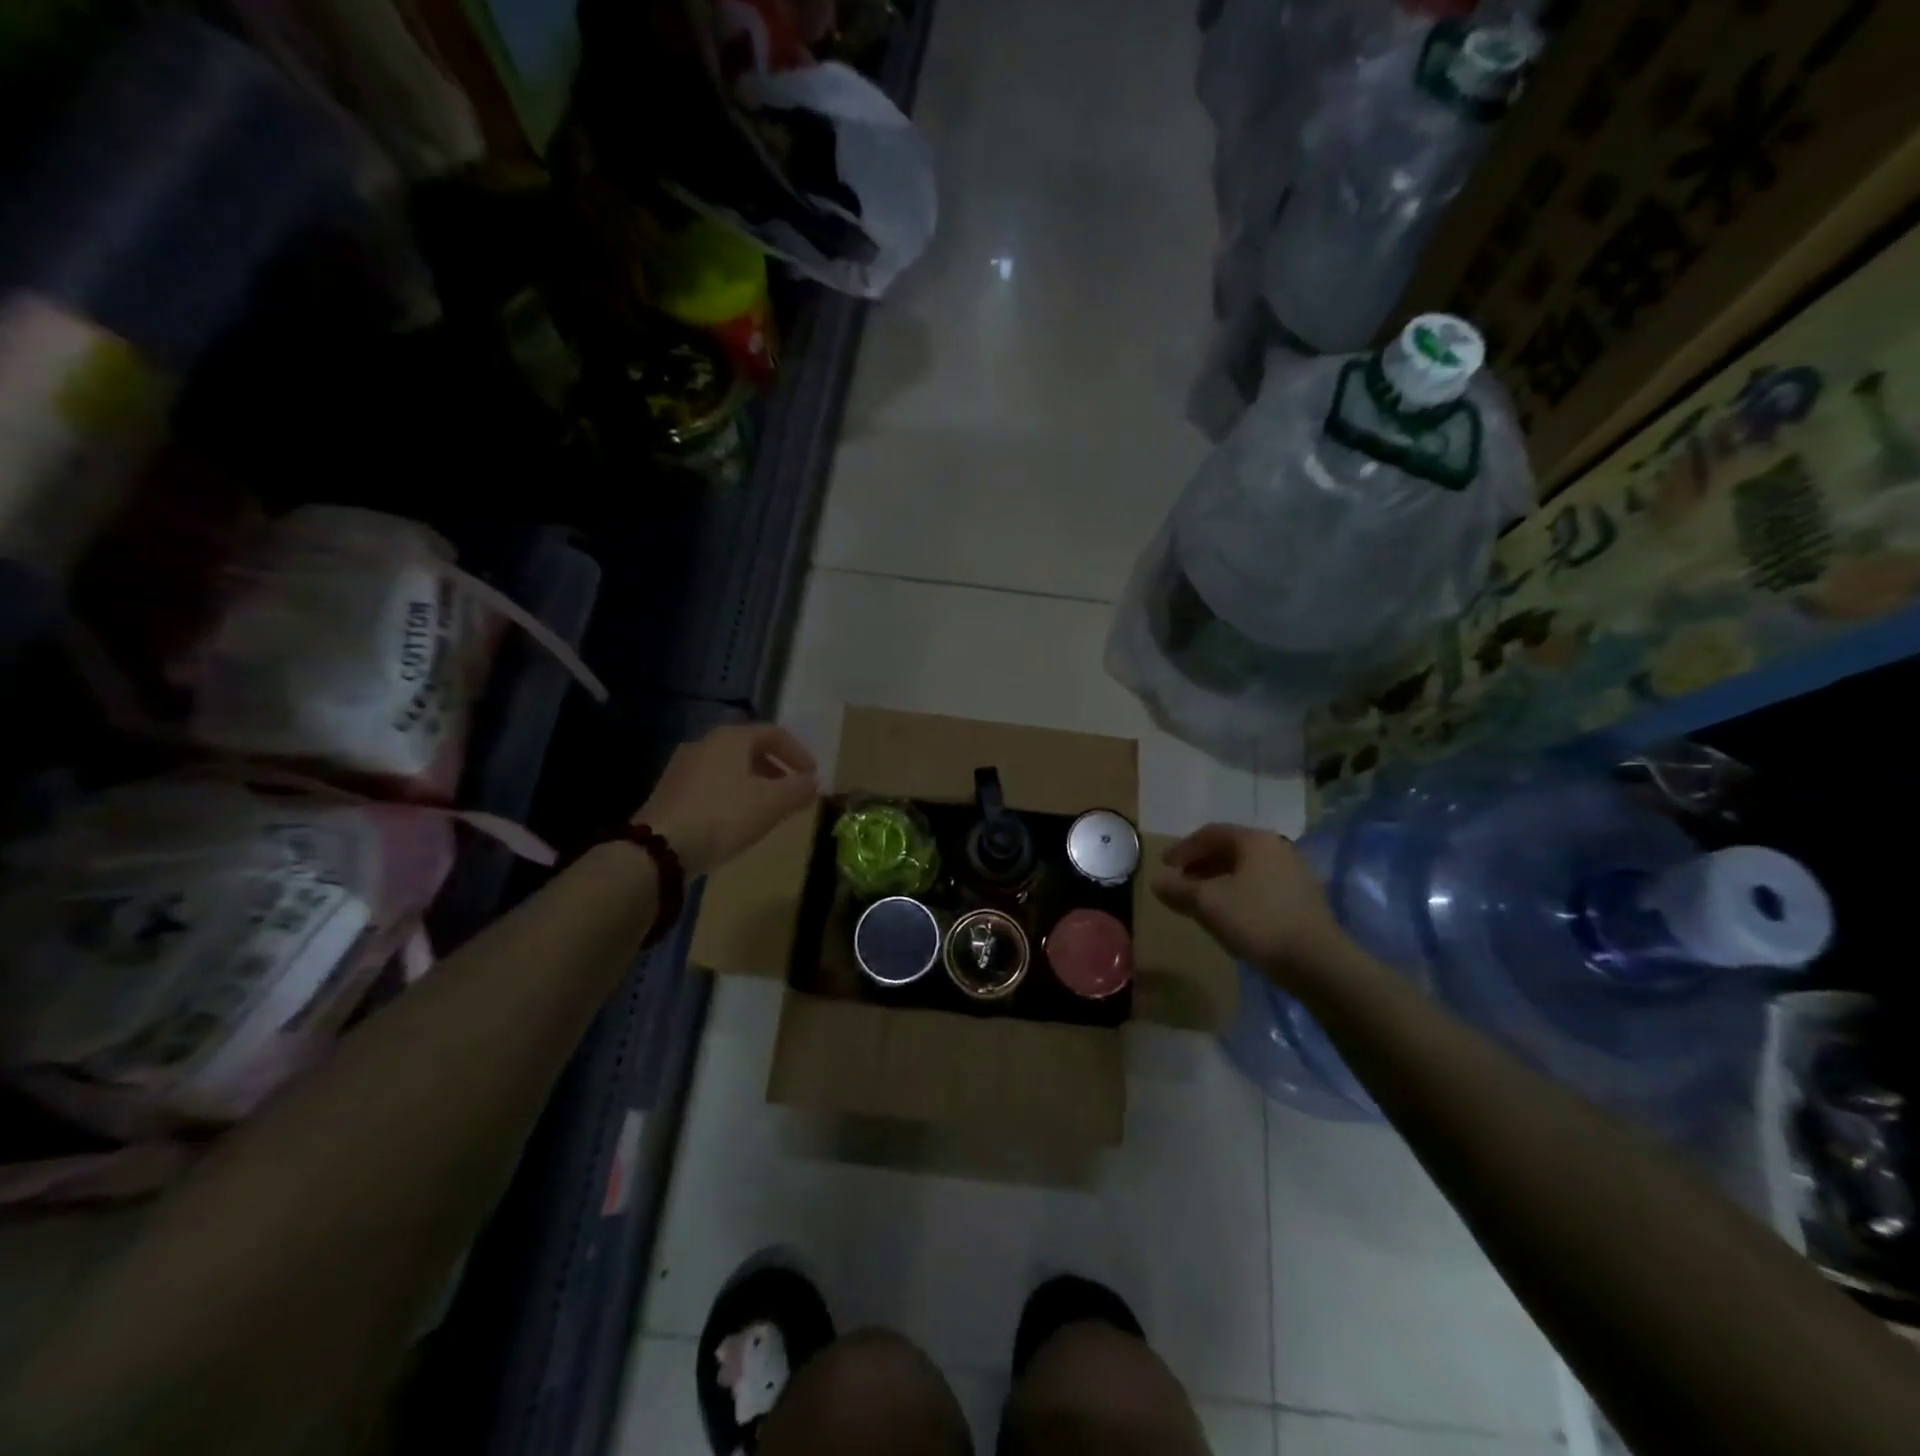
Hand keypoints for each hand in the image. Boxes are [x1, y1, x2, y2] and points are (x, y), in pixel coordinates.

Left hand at [637, 724, 819, 877]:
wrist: (659, 848)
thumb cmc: (722, 816)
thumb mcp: (771, 803)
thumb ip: (798, 789)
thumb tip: (813, 782)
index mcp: (730, 738)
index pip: (774, 733)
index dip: (798, 752)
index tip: (813, 775)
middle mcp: (704, 744)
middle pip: (749, 749)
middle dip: (776, 769)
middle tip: (793, 790)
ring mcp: (682, 768)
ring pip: (729, 768)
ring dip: (754, 783)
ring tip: (768, 808)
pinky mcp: (669, 792)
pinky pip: (711, 785)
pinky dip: (732, 795)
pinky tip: (737, 820)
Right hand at [1151, 824, 1348, 982]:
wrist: (1317, 961)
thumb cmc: (1258, 921)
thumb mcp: (1208, 904)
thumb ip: (1178, 890)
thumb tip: (1157, 882)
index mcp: (1255, 840)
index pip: (1210, 834)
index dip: (1183, 848)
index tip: (1164, 865)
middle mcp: (1277, 848)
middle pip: (1230, 848)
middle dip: (1201, 864)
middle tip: (1180, 881)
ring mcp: (1294, 872)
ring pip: (1246, 868)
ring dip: (1219, 879)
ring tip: (1200, 900)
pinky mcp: (1303, 897)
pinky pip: (1261, 885)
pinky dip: (1239, 892)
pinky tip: (1230, 914)